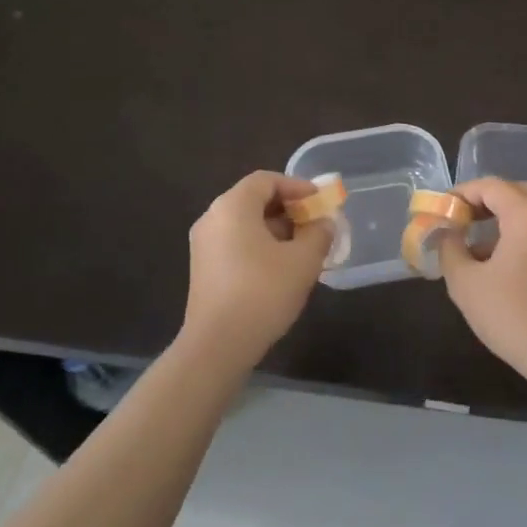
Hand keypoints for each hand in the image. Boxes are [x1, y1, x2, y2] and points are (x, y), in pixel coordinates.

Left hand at [182, 171, 330, 371]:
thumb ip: (319, 234)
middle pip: (254, 200)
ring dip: (277, 230)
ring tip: (304, 249)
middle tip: (316, 226)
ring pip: (245, 224)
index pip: (266, 180)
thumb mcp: (303, 261)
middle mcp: (212, 218)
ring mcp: (204, 245)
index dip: (297, 186)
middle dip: (289, 209)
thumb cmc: (262, 293)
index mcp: (232, 206)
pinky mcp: (203, 269)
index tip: (320, 203)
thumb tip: (323, 223)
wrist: (217, 346)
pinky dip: (260, 246)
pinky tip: (282, 269)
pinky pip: (236, 243)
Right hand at [439, 177, 526, 379]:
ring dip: (499, 216)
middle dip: (483, 199)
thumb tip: (445, 232)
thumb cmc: (511, 315)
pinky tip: (494, 260)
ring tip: (471, 240)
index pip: (491, 186)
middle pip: (513, 191)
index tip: (441, 210)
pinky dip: (515, 231)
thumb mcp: (465, 283)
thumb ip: (449, 248)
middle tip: (459, 217)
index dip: (462, 193)